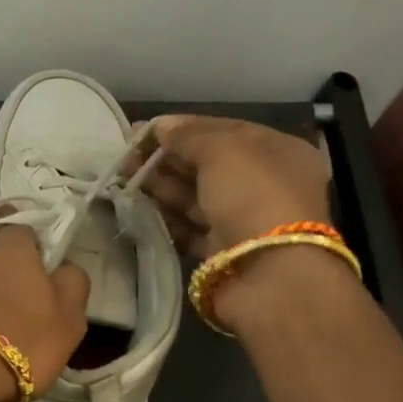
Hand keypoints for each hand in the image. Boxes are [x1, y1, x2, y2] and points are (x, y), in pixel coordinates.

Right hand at [128, 114, 331, 258]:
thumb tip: (162, 127)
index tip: (144, 131)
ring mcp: (244, 220)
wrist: (269, 275)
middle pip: (207, 165)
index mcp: (277, 152)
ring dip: (161, 188)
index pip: (225, 131)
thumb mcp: (223, 151)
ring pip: (196, 197)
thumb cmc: (253, 197)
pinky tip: (139, 209)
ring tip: (124, 181)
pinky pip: (190, 228)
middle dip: (167, 159)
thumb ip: (189, 135)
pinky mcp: (224, 251)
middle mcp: (264, 184)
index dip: (184, 128)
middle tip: (126, 158)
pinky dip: (167, 219)